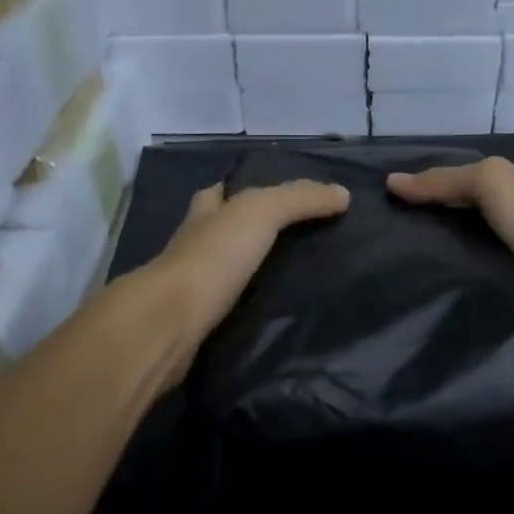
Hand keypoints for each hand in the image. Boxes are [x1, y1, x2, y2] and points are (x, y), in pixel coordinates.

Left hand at [149, 179, 351, 344]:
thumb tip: (343, 194)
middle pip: (220, 232)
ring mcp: (191, 287)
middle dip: (247, 234)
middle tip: (296, 242)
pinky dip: (246, 308)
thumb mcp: (260, 214)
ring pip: (224, 272)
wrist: (170, 323)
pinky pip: (227, 308)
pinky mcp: (196, 322)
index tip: (278, 198)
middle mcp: (192, 246)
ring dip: (249, 273)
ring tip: (294, 279)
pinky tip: (272, 313)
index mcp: (203, 215)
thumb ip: (299, 200)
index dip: (241, 190)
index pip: (219, 193)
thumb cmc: (212, 258)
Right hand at [386, 158, 513, 294]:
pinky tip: (429, 275)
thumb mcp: (489, 184)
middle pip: (456, 208)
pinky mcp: (511, 274)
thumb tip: (391, 182)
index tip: (381, 201)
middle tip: (381, 232)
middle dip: (424, 216)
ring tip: (395, 258)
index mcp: (502, 181)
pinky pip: (472, 263)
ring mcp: (510, 243)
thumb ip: (444, 180)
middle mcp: (506, 208)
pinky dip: (451, 265)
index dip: (420, 185)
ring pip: (462, 237)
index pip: (451, 178)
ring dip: (435, 245)